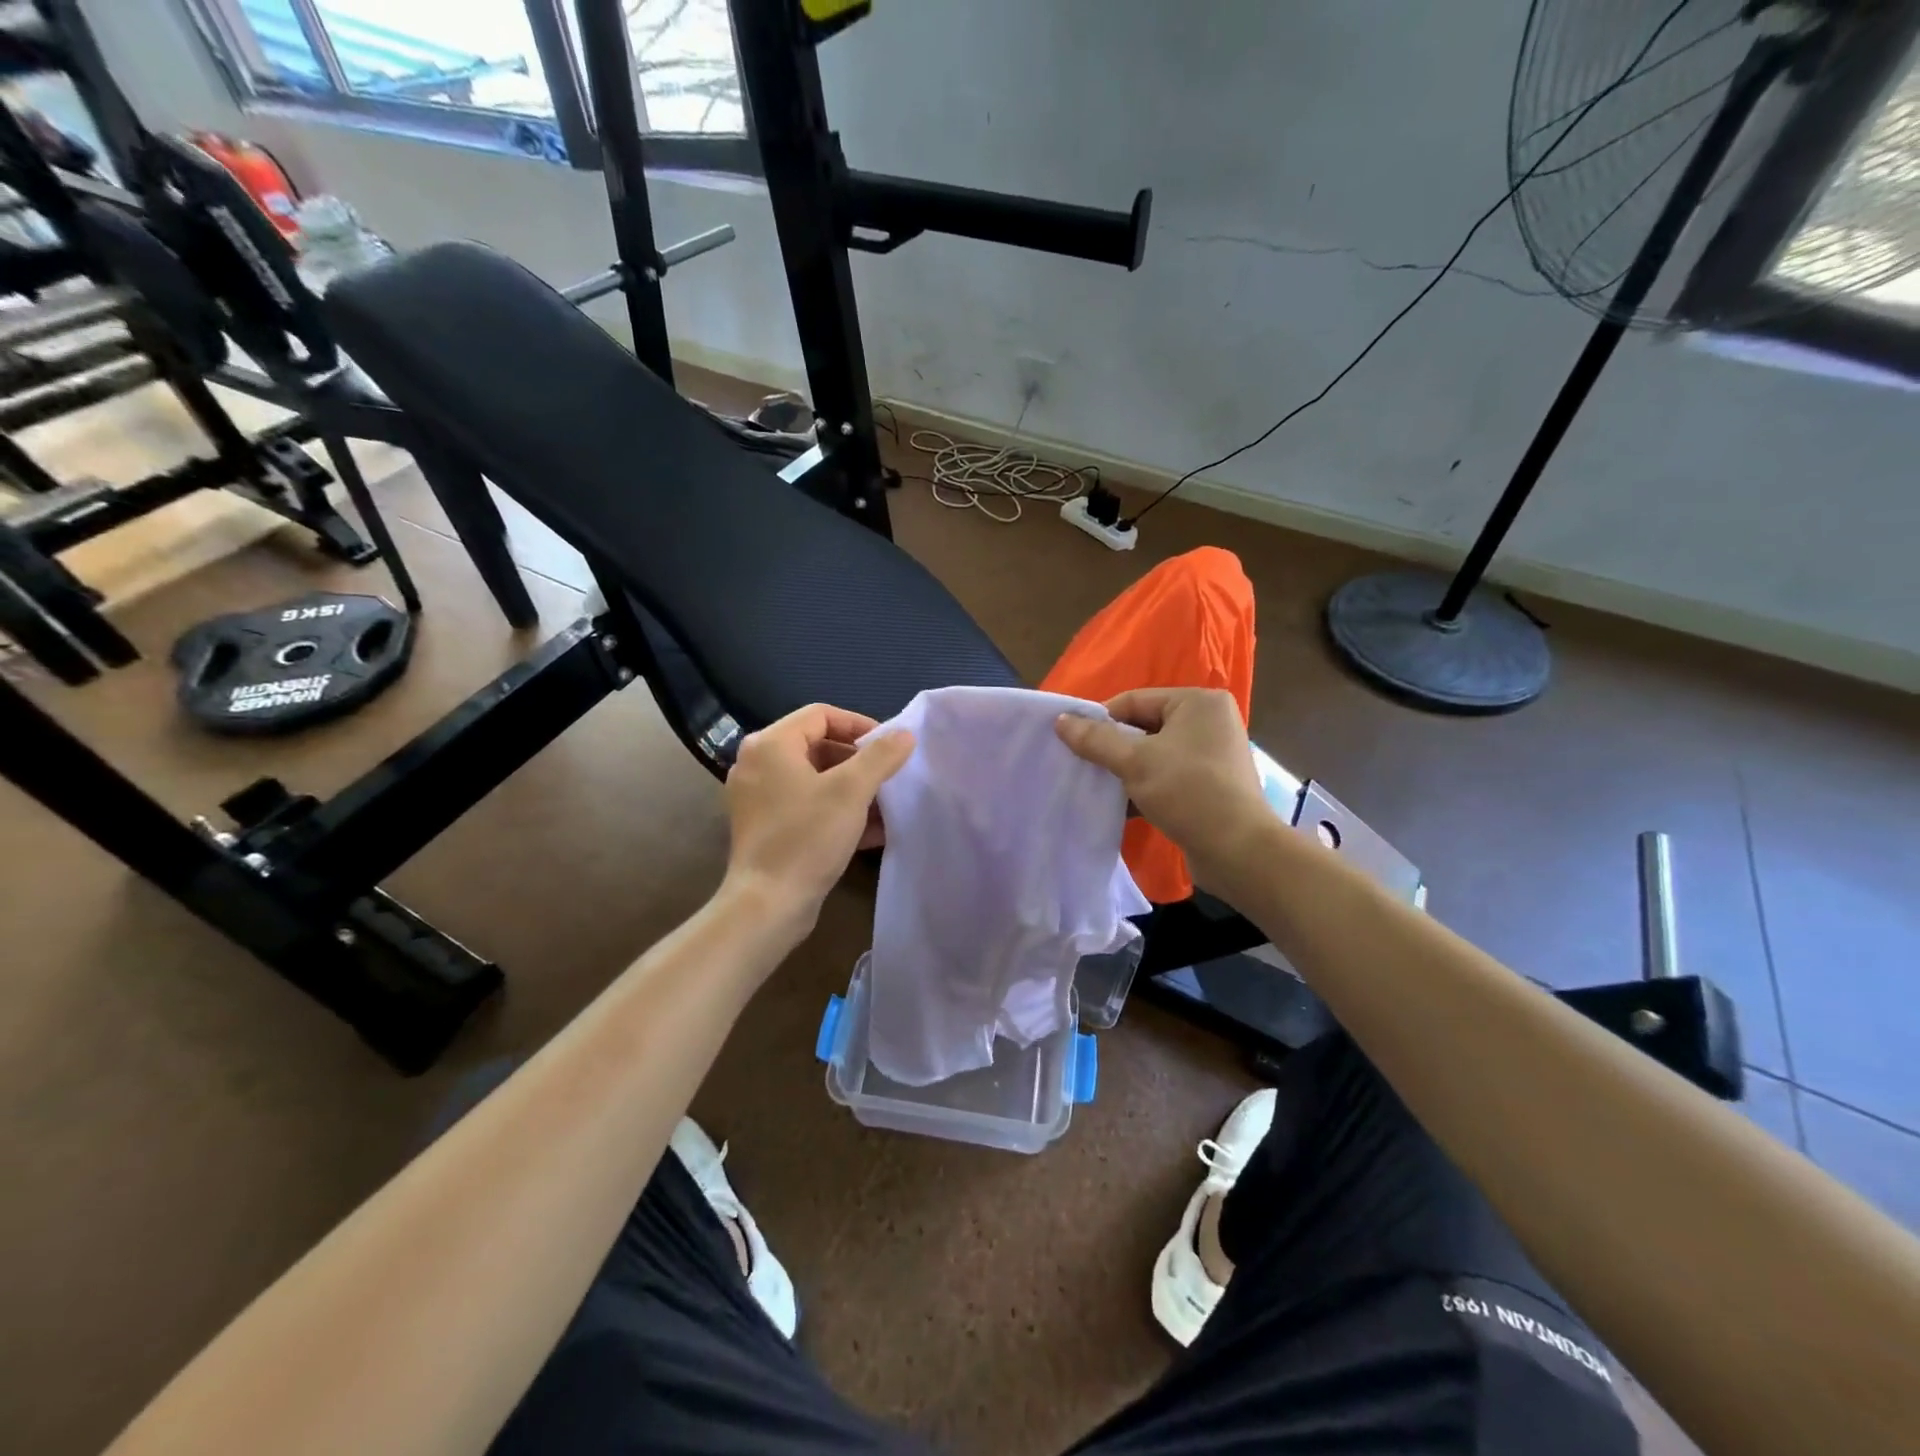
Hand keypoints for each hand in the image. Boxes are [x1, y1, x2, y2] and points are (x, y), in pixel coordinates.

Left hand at [722, 703, 915, 934]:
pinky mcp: (766, 827)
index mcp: (770, 745)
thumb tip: (905, 734)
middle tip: (889, 776)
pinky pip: (807, 805)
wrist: (768, 904)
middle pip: (818, 745)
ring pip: (815, 778)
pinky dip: (837, 810)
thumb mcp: (851, 791)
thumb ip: (881, 756)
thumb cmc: (807, 837)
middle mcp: (758, 764)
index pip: (821, 714)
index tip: (890, 747)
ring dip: (853, 789)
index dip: (859, 725)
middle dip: (859, 761)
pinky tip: (871, 831)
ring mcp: (759, 798)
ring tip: (886, 805)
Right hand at [1054, 687, 1267, 888]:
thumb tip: (1060, 720)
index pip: (1134, 700)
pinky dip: (1146, 786)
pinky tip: (1123, 806)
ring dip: (1127, 770)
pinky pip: (1168, 775)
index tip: (1074, 743)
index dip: (1101, 721)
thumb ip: (1095, 739)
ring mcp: (1214, 754)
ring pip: (1155, 754)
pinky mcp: (1213, 784)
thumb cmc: (1187, 791)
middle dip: (1114, 748)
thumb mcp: (1134, 762)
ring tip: (1101, 787)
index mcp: (1199, 702)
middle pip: (1144, 726)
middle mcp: (1210, 721)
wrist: (1238, 850)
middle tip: (1085, 767)